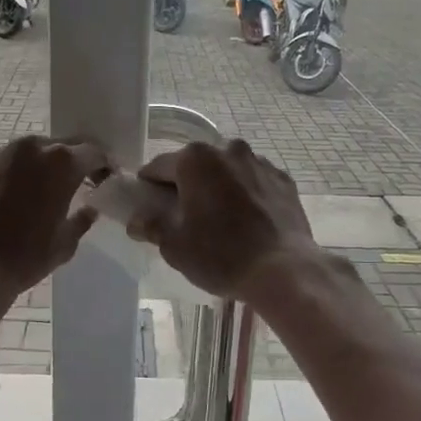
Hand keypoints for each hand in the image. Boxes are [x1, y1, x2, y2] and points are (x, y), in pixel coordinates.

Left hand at [0, 136, 108, 300]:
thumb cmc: (26, 255)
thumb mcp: (65, 242)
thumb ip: (82, 219)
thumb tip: (89, 210)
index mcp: (62, 162)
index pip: (94, 152)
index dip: (104, 165)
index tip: (106, 179)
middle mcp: (34, 147)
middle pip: (64, 146)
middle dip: (76, 161)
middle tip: (81, 181)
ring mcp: (3, 153)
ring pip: (35, 151)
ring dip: (46, 165)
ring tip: (48, 188)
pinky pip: (11, 161)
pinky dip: (22, 172)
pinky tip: (21, 193)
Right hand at [126, 140, 316, 301]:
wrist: (284, 270)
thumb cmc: (221, 255)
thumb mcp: (174, 246)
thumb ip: (151, 226)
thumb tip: (135, 220)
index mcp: (195, 159)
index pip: (159, 167)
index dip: (149, 187)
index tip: (146, 205)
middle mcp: (228, 150)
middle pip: (196, 165)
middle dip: (187, 185)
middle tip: (182, 216)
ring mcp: (260, 162)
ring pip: (228, 171)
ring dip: (218, 187)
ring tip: (219, 220)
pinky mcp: (284, 180)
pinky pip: (254, 182)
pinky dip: (246, 195)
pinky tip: (247, 221)